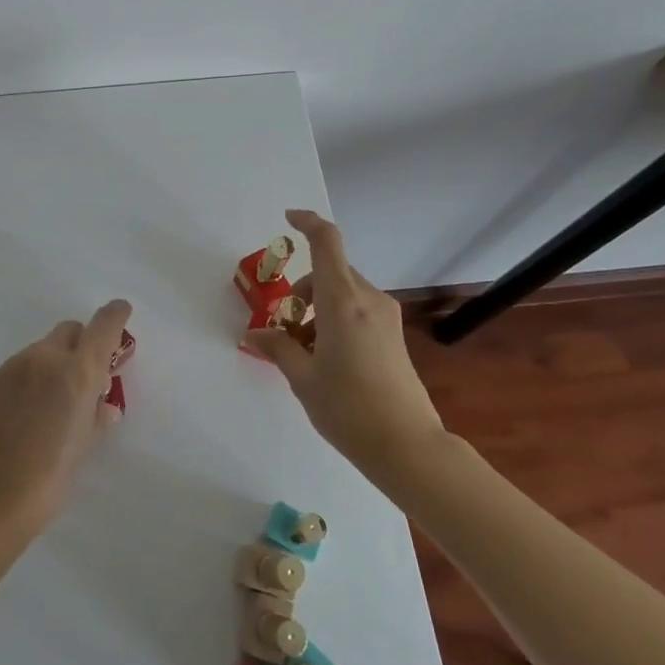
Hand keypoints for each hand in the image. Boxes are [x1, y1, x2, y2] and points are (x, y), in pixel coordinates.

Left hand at [0, 299, 130, 535]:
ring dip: (55, 363)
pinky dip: (32, 378)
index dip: (115, 316)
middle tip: (86, 377)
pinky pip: (21, 367)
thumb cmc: (47, 479)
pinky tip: (27, 413)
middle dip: (82, 344)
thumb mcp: (83, 447)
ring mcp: (13, 368)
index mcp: (76, 372)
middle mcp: (45, 359)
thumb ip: (95, 416)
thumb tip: (102, 406)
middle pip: (70, 331)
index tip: (121, 311)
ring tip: (53, 404)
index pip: (102, 327)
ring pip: (43, 350)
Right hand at [245, 210, 447, 485]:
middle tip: (285, 329)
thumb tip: (257, 334)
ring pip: (343, 292)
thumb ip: (278, 348)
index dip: (308, 222)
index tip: (288, 218)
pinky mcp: (393, 334)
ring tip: (304, 351)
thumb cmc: (348, 408)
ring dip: (318, 308)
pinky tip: (327, 358)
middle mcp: (367, 299)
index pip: (326, 243)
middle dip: (301, 291)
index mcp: (342, 301)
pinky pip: (357, 309)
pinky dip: (335, 319)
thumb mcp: (302, 379)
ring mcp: (385, 316)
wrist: (407, 446)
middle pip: (329, 272)